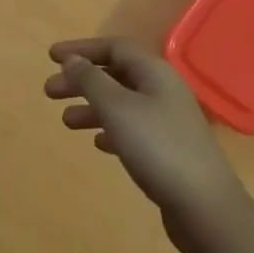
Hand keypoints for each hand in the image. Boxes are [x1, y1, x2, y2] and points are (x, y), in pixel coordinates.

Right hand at [45, 37, 245, 239]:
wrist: (204, 205)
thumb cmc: (157, 147)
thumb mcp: (117, 108)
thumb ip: (91, 80)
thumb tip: (71, 59)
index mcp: (154, 72)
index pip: (114, 47)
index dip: (82, 49)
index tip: (51, 57)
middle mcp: (163, 89)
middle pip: (116, 74)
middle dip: (82, 80)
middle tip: (49, 91)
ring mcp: (168, 120)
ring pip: (122, 103)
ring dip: (92, 107)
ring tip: (66, 121)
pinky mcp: (168, 149)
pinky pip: (132, 129)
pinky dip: (110, 129)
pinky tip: (97, 143)